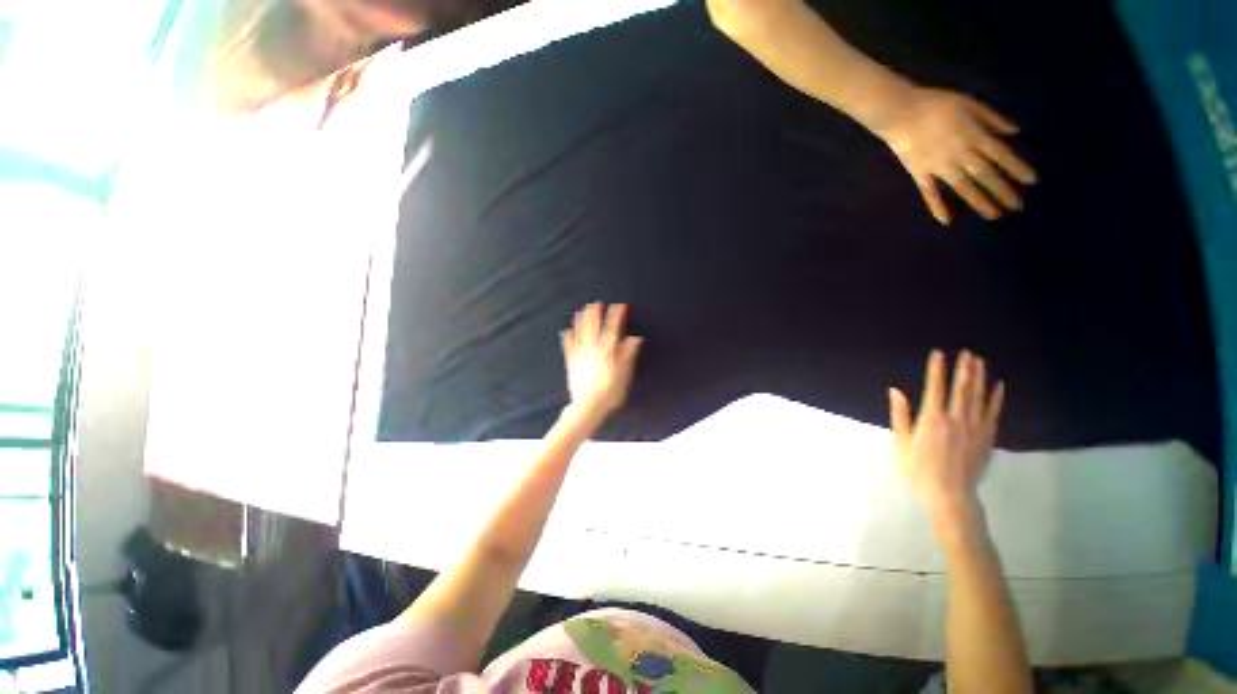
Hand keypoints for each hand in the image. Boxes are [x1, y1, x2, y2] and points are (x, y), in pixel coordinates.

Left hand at [561, 303, 642, 421]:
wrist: (588, 405)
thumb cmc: (610, 391)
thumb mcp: (625, 373)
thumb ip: (628, 354)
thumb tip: (635, 338)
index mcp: (607, 350)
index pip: (613, 327)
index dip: (616, 314)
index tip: (620, 305)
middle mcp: (592, 348)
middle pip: (593, 326)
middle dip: (595, 313)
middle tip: (596, 303)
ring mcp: (580, 354)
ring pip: (579, 332)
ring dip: (580, 320)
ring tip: (581, 310)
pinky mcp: (571, 362)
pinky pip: (568, 346)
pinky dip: (567, 337)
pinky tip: (565, 331)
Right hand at [877, 87, 1037, 224]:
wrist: (900, 112)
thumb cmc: (936, 104)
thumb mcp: (970, 102)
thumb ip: (992, 118)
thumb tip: (1014, 132)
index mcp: (974, 136)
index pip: (1001, 155)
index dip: (1018, 168)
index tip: (1032, 182)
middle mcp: (960, 155)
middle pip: (985, 174)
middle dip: (1002, 191)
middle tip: (1018, 207)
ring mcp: (939, 167)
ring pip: (963, 187)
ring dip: (979, 202)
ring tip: (993, 216)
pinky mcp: (920, 173)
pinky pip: (930, 193)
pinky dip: (937, 207)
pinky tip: (946, 220)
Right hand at [889, 351, 1004, 536]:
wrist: (949, 495)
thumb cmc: (918, 469)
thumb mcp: (901, 442)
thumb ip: (900, 415)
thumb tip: (895, 390)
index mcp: (932, 419)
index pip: (935, 387)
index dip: (937, 369)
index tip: (939, 353)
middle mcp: (956, 418)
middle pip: (962, 388)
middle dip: (964, 368)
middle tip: (968, 351)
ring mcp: (975, 427)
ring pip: (979, 396)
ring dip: (979, 377)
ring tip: (980, 361)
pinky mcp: (987, 437)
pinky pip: (993, 412)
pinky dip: (996, 397)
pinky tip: (998, 386)